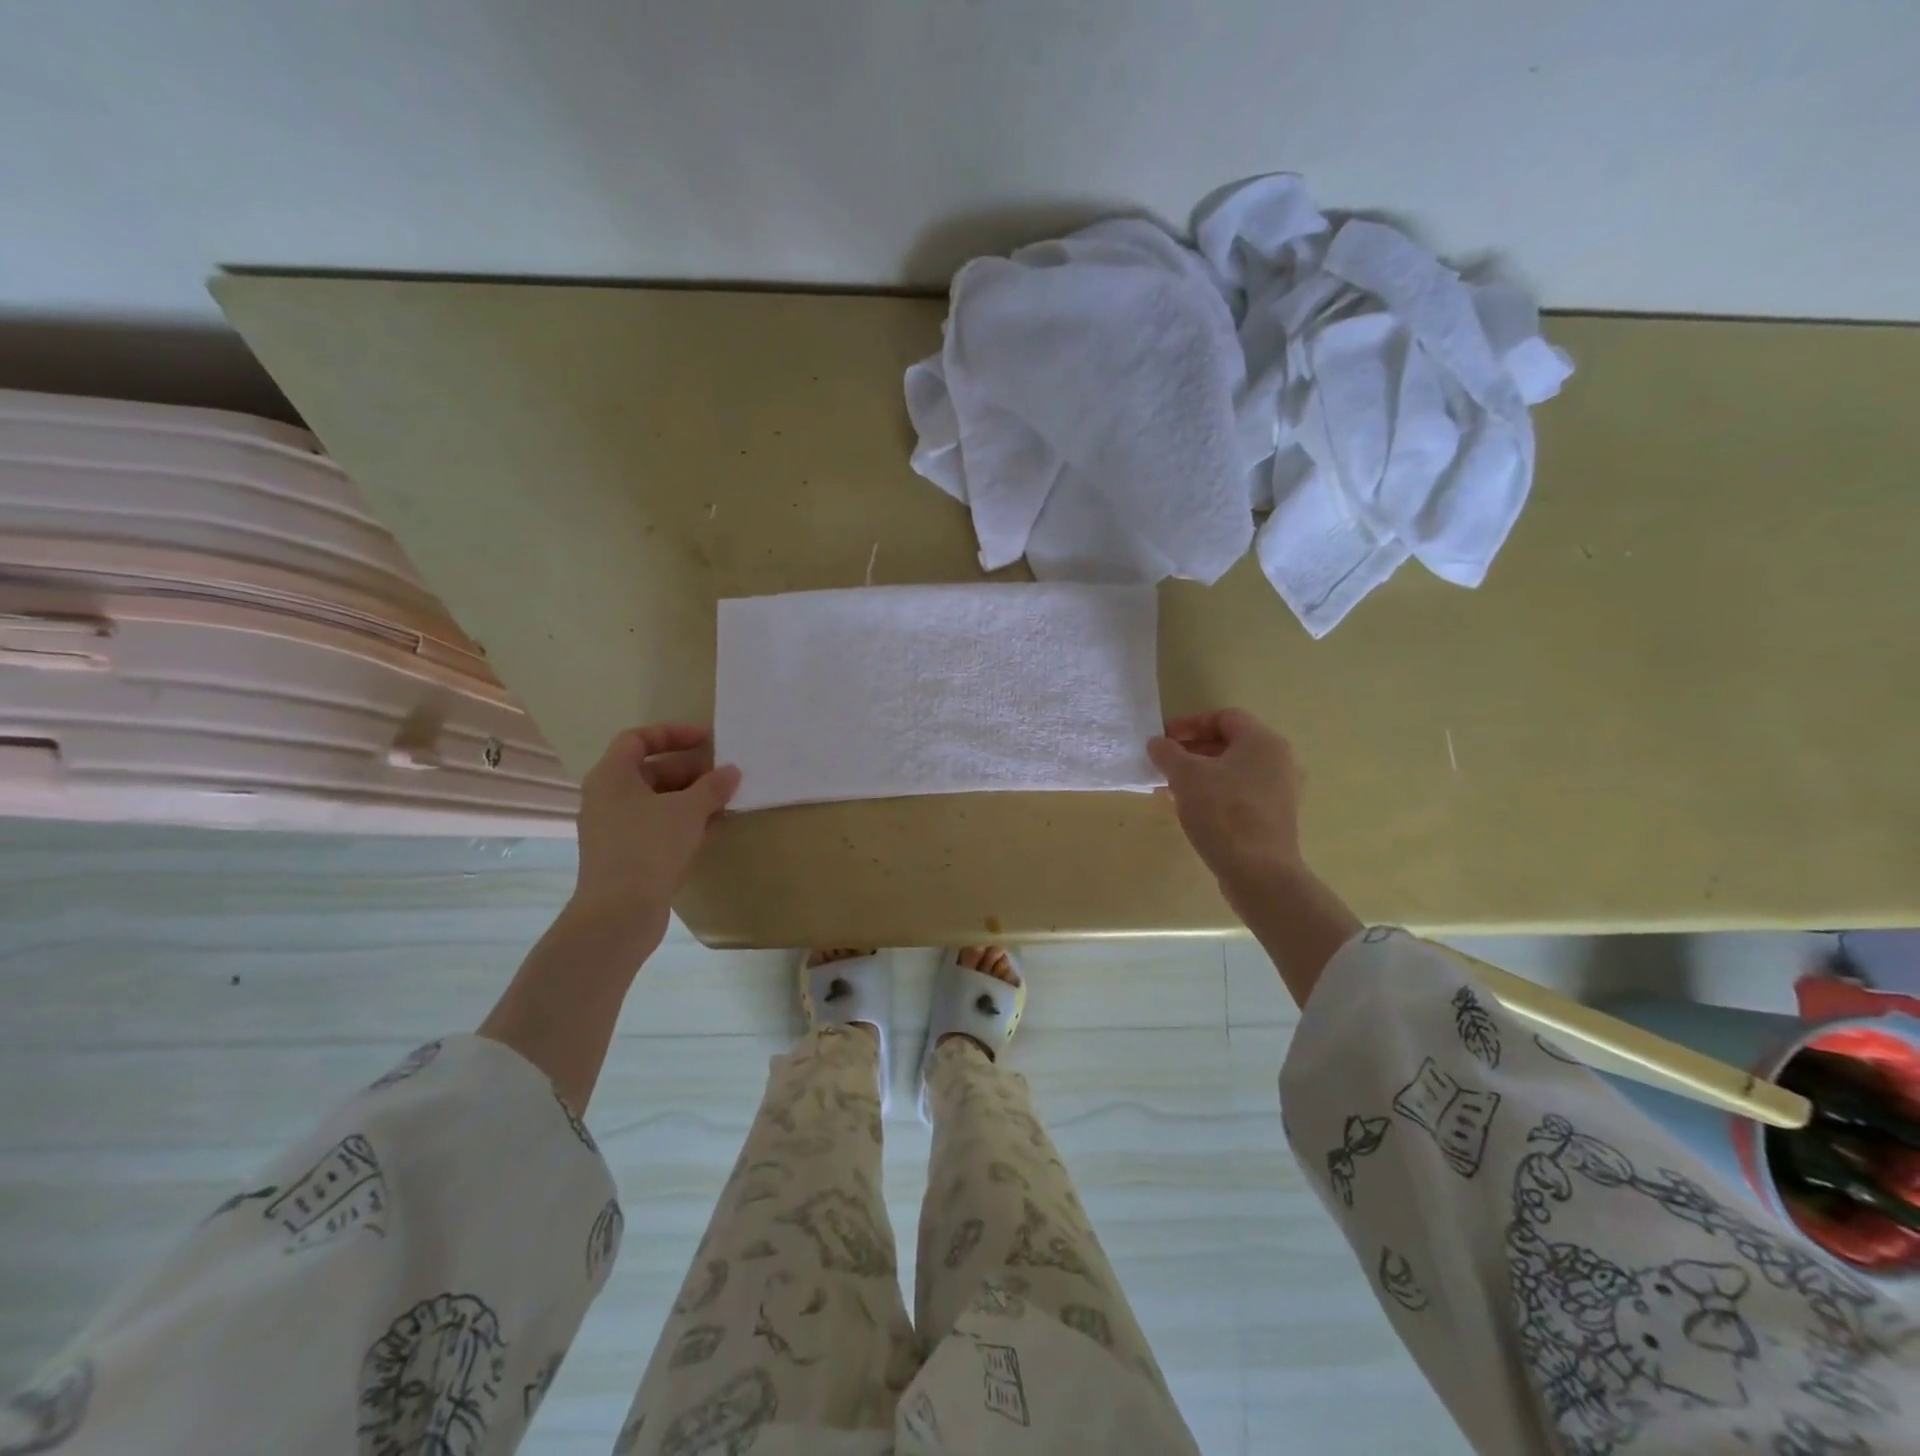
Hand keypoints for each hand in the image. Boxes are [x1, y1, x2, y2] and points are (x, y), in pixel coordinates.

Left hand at [567, 724, 740, 948]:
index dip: (672, 734)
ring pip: (656, 802)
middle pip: (650, 771)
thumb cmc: (649, 846)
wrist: (619, 912)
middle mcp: (607, 798)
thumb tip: (731, 772)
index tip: (706, 740)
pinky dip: (682, 823)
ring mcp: (613, 829)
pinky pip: (656, 827)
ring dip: (690, 799)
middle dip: (689, 771)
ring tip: (724, 802)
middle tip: (723, 776)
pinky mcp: (625, 856)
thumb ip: (712, 786)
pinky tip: (711, 829)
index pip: (637, 739)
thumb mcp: (688, 810)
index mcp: (612, 777)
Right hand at [1147, 708, 1304, 900]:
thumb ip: (1168, 753)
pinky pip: (1238, 794)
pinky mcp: (1273, 817)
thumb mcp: (1186, 776)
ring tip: (1169, 788)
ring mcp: (1279, 791)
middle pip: (1228, 743)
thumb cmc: (1223, 813)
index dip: (1189, 724)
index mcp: (1263, 741)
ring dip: (1199, 774)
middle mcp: (1278, 761)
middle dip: (1191, 751)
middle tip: (1163, 763)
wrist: (1259, 873)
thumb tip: (1157, 743)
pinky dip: (1213, 793)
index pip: (1223, 717)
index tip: (1163, 739)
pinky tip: (1188, 809)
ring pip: (1231, 771)